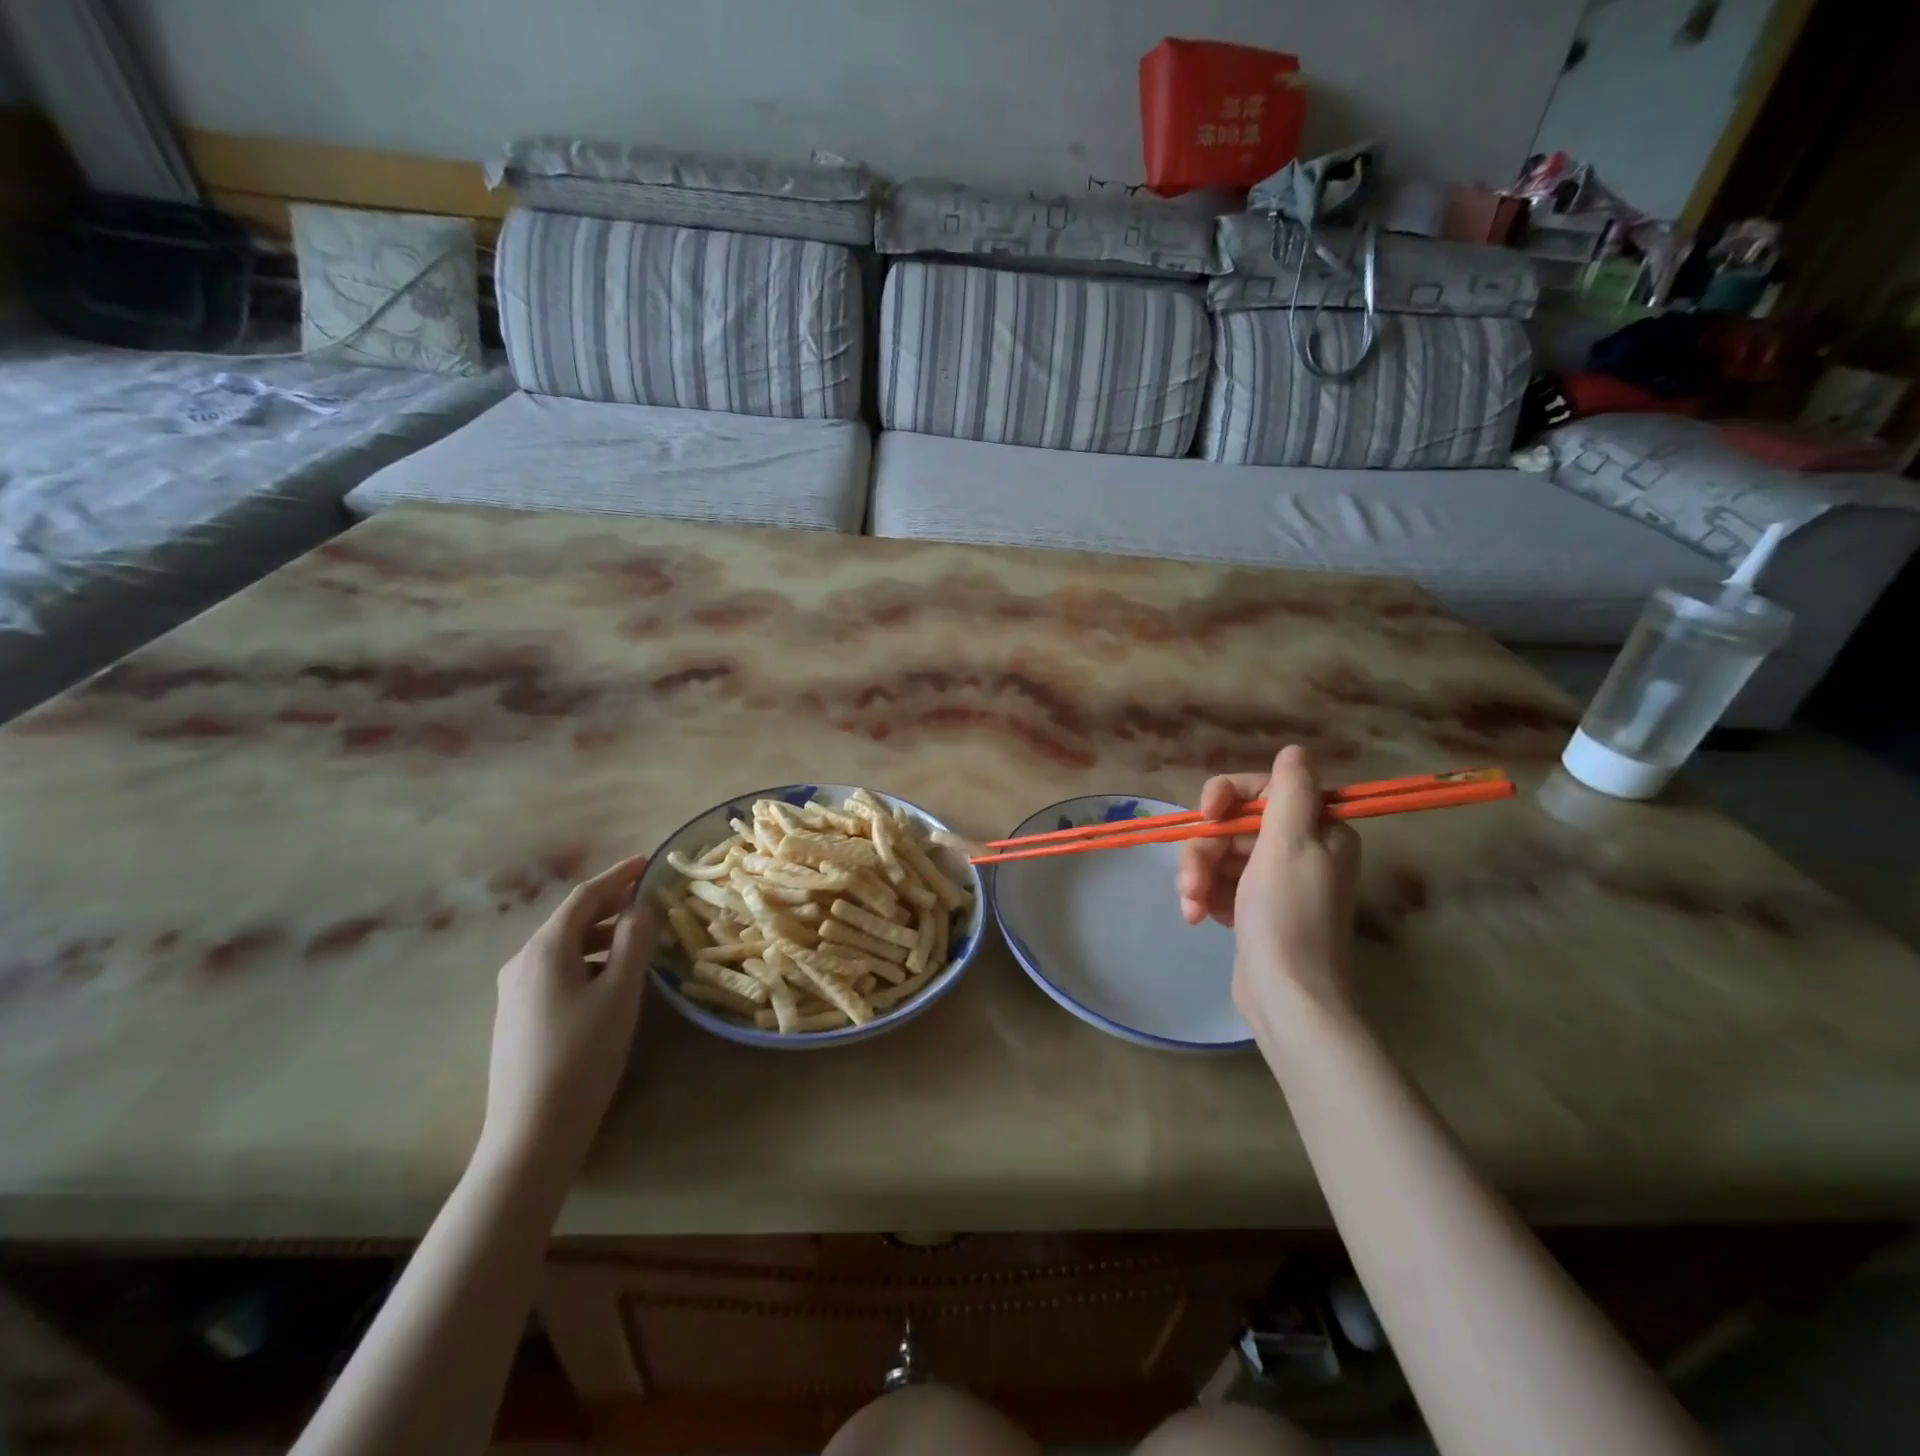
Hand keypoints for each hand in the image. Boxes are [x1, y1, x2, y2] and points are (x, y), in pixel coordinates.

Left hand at [479, 854, 656, 1182]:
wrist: (531, 1132)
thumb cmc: (583, 1053)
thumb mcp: (620, 991)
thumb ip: (634, 941)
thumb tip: (641, 905)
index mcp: (545, 948)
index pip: (585, 896)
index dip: (618, 876)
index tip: (647, 862)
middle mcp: (522, 962)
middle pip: (571, 919)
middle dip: (610, 904)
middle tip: (648, 898)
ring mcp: (513, 992)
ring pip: (564, 947)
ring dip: (600, 935)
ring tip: (637, 940)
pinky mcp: (516, 1017)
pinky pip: (556, 971)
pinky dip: (587, 960)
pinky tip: (608, 979)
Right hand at [1178, 746, 1361, 1033]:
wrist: (1287, 997)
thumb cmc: (1288, 916)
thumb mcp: (1289, 844)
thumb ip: (1290, 792)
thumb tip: (1296, 751)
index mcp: (1319, 830)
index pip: (1265, 790)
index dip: (1229, 796)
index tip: (1207, 814)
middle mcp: (1301, 850)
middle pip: (1235, 826)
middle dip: (1206, 851)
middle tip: (1191, 882)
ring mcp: (1276, 882)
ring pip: (1221, 856)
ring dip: (1199, 877)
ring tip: (1192, 907)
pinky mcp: (1255, 909)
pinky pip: (1221, 885)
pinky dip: (1206, 897)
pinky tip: (1198, 917)